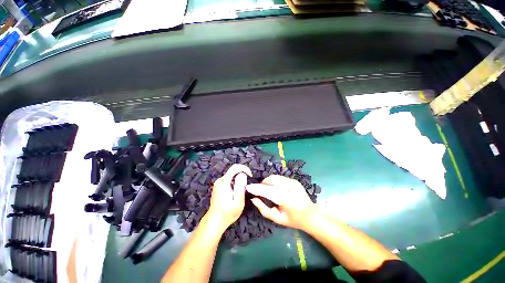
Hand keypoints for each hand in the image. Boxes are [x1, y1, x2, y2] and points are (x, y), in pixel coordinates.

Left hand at [206, 164, 251, 229]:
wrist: (215, 221)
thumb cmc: (228, 213)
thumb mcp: (238, 202)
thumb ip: (240, 187)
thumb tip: (242, 174)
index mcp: (224, 183)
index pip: (234, 168)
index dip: (244, 168)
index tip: (250, 175)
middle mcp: (220, 181)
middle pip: (233, 171)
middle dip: (242, 174)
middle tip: (247, 185)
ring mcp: (218, 183)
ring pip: (231, 175)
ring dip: (238, 179)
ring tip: (242, 190)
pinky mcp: (218, 186)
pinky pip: (228, 179)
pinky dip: (234, 182)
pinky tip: (236, 192)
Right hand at [246, 175, 316, 229]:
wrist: (311, 215)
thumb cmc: (294, 220)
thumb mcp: (278, 219)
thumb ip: (264, 209)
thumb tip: (254, 198)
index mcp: (289, 200)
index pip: (270, 191)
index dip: (258, 189)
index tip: (248, 187)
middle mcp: (292, 188)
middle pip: (272, 181)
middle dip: (262, 184)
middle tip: (257, 191)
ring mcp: (294, 182)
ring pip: (274, 177)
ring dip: (267, 182)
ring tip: (265, 190)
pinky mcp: (294, 180)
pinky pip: (278, 178)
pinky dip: (272, 181)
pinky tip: (273, 188)